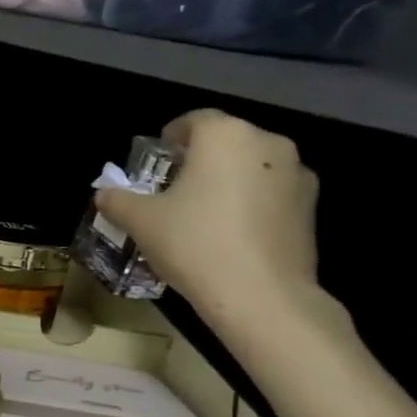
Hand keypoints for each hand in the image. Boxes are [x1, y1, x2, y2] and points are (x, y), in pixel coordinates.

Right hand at [97, 110, 322, 328]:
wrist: (261, 296)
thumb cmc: (194, 243)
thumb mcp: (140, 221)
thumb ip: (118, 200)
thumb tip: (104, 194)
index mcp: (225, 136)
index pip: (193, 120)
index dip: (170, 137)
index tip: (156, 162)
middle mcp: (267, 144)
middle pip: (226, 141)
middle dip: (200, 159)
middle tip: (173, 189)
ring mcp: (297, 175)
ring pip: (251, 166)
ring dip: (228, 180)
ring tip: (203, 214)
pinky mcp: (312, 208)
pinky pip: (271, 193)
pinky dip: (251, 203)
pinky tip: (231, 234)